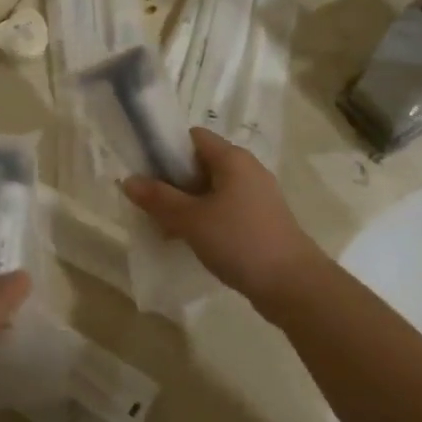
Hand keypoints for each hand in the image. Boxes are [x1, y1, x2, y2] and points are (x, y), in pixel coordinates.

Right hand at [122, 128, 323, 306]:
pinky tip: (188, 241)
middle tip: (147, 202)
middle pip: (200, 164)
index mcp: (232, 159)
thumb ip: (158, 199)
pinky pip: (224, 210)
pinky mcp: (260, 221)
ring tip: (162, 226)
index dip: (165, 148)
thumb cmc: (239, 241)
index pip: (193, 138)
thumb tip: (128, 180)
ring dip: (186, 204)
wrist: (292, 284)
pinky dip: (204, 219)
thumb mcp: (191, 219)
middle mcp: (247, 170)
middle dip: (171, 181)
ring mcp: (256, 197)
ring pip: (211, 190)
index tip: (142, 170)